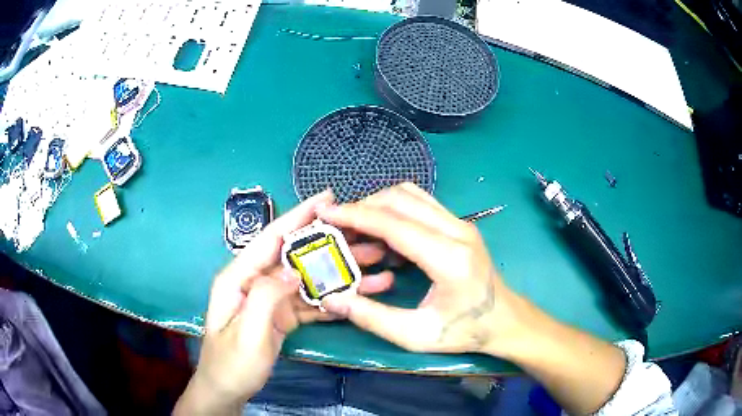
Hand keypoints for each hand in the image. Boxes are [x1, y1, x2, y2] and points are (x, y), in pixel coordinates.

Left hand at [175, 190, 396, 414]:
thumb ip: (266, 297)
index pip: (271, 238)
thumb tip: (295, 271)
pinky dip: (332, 299)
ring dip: (339, 274)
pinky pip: (310, 302)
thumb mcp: (245, 334)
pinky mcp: (282, 315)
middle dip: (330, 245)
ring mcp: (270, 299)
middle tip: (367, 238)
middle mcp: (256, 281)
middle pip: (296, 256)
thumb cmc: (231, 364)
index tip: (328, 198)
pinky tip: (357, 298)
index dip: (299, 216)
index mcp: (239, 277)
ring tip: (374, 270)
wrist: (227, 390)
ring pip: (308, 280)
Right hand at [318, 183, 629, 415]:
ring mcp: (461, 223)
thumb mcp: (416, 335)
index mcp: (448, 258)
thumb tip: (332, 298)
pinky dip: (395, 209)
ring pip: (412, 195)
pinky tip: (384, 232)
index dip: (356, 214)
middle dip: (363, 206)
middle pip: (401, 199)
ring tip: (357, 227)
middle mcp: (457, 230)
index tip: (326, 214)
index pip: (394, 223)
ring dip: (379, 204)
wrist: (506, 320)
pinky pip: (421, 204)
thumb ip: (372, 318)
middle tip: (338, 226)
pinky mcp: (460, 225)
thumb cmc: (465, 331)